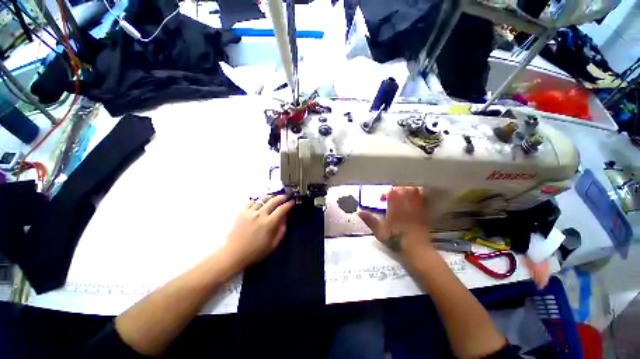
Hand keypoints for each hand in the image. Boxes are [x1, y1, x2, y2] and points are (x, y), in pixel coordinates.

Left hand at [221, 194, 293, 270]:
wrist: (233, 254)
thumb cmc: (255, 251)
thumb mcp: (273, 244)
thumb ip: (281, 229)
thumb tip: (285, 217)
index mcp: (269, 223)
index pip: (282, 209)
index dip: (289, 204)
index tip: (292, 201)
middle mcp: (260, 214)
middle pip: (273, 200)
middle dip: (282, 197)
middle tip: (286, 196)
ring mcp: (250, 212)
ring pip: (263, 199)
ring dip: (271, 196)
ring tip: (274, 197)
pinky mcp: (241, 212)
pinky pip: (251, 201)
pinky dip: (258, 200)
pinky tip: (261, 201)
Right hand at [358, 187, 431, 256]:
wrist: (416, 249)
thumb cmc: (396, 240)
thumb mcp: (379, 232)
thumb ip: (370, 221)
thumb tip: (359, 213)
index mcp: (394, 209)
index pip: (391, 193)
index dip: (385, 193)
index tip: (381, 199)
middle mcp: (405, 205)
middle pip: (402, 189)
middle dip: (396, 189)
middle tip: (392, 194)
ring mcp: (415, 208)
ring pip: (413, 191)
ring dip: (407, 189)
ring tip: (402, 193)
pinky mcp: (423, 212)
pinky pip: (422, 199)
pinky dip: (418, 195)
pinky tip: (414, 198)